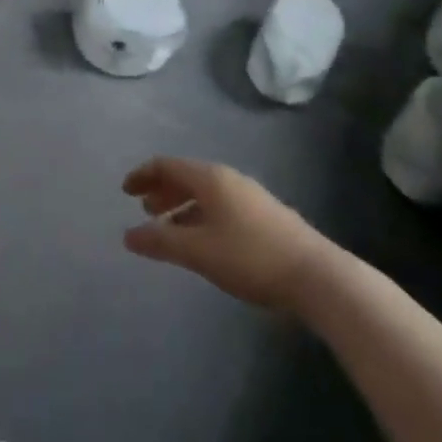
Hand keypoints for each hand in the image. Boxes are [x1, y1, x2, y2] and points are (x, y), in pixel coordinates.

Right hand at [122, 157, 335, 312]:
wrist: (316, 276)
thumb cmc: (250, 256)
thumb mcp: (198, 251)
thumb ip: (161, 241)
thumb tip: (128, 235)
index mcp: (210, 178)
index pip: (167, 165)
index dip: (143, 175)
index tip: (125, 191)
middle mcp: (228, 179)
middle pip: (186, 176)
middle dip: (162, 190)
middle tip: (143, 209)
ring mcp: (249, 197)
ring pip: (204, 193)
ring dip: (181, 205)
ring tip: (168, 227)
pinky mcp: (264, 216)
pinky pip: (220, 206)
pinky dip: (200, 216)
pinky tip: (201, 241)